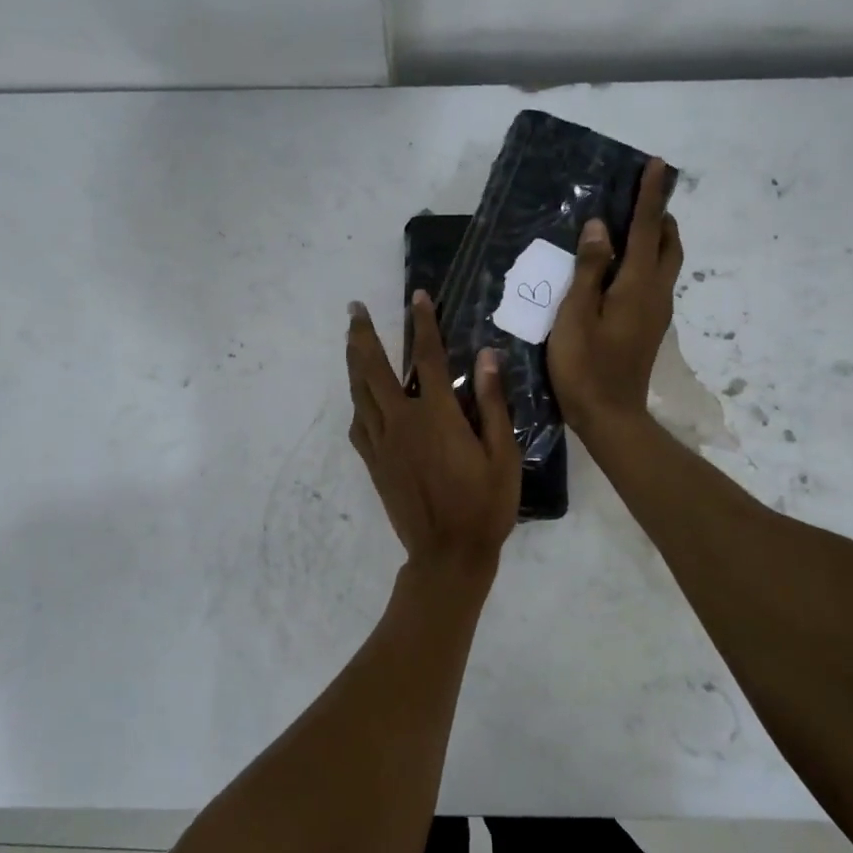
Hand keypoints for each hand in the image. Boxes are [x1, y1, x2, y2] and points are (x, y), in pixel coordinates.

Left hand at [345, 291, 521, 578]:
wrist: (447, 554)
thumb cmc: (484, 505)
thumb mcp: (502, 454)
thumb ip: (491, 403)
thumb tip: (486, 357)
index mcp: (436, 416)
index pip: (428, 358)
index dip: (423, 324)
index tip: (417, 298)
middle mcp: (402, 422)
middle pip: (374, 368)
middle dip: (363, 334)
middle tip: (354, 309)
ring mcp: (382, 443)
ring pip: (359, 393)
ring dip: (353, 362)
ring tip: (350, 339)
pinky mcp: (374, 463)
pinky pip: (358, 424)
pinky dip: (357, 403)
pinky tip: (359, 397)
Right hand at [548, 157, 682, 437]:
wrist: (611, 417)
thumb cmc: (585, 367)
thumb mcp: (575, 316)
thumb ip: (588, 270)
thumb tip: (598, 229)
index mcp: (637, 285)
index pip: (647, 229)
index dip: (650, 196)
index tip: (656, 164)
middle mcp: (656, 293)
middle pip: (668, 243)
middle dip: (659, 215)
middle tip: (638, 197)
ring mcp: (656, 313)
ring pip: (665, 263)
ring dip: (655, 238)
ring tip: (628, 226)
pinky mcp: (649, 328)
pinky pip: (655, 280)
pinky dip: (646, 260)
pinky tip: (619, 268)